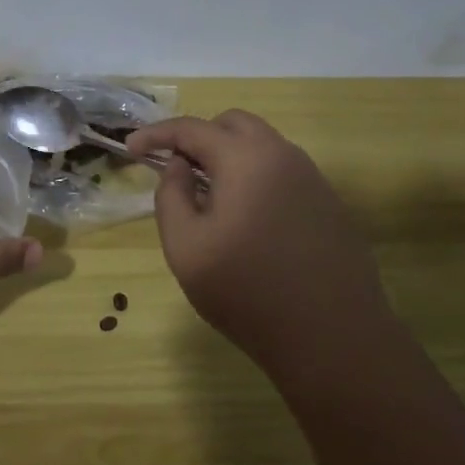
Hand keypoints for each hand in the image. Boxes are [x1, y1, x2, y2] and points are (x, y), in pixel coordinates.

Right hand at [127, 109, 386, 364]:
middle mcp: (283, 156)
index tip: (131, 148)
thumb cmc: (247, 292)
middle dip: (199, 137)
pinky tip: (250, 221)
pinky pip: (284, 174)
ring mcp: (313, 179)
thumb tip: (179, 167)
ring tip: (211, 198)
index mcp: (245, 159)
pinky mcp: (329, 205)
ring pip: (263, 146)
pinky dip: (257, 179)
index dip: (156, 134)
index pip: (191, 128)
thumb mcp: (185, 247)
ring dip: (230, 157)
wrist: (333, 340)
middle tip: (178, 170)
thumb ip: (171, 195)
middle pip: (233, 124)